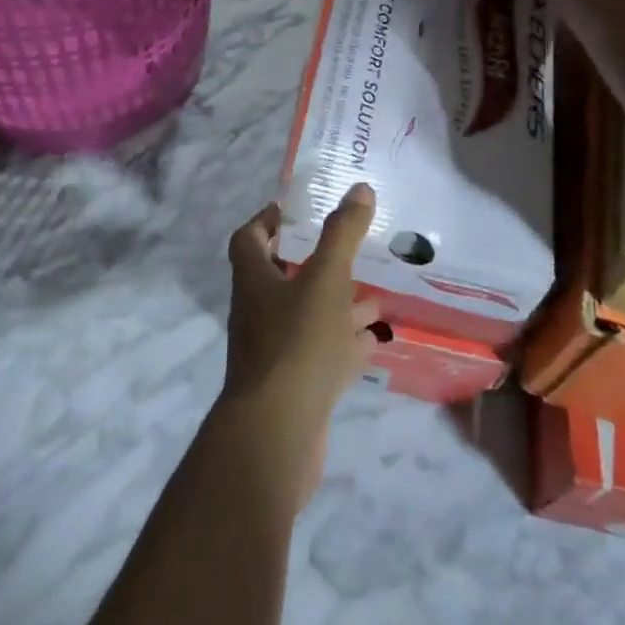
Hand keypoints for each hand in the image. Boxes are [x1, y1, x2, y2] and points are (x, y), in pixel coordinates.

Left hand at [221, 185, 383, 508]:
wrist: (276, 436)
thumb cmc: (295, 344)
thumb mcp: (324, 280)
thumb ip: (342, 234)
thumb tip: (359, 188)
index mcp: (254, 280)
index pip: (249, 238)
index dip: (267, 219)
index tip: (296, 209)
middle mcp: (259, 312)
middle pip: (281, 277)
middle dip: (315, 261)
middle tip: (349, 248)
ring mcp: (276, 352)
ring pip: (307, 316)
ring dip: (337, 303)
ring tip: (375, 291)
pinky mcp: (296, 386)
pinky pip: (323, 354)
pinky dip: (346, 343)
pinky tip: (375, 338)